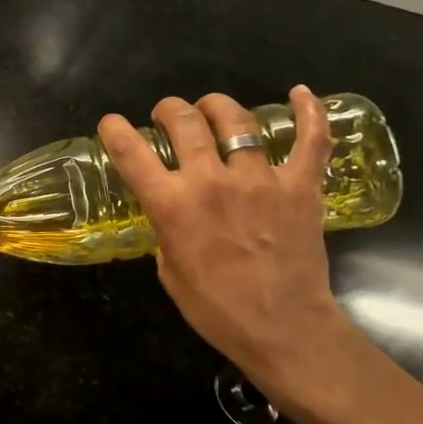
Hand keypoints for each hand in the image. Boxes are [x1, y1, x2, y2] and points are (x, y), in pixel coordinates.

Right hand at [98, 86, 344, 394]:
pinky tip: (300, 93)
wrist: (284, 330)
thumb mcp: (168, 269)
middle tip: (169, 116)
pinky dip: (309, 112)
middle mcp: (210, 182)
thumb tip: (171, 212)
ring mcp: (260, 180)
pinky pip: (311, 140)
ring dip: (217, 107)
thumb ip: (166, 229)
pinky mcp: (300, 187)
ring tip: (212, 109)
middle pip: (184, 120)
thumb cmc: (215, 308)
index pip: (131, 151)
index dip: (114, 129)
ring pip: (237, 120)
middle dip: (169, 109)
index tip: (112, 123)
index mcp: (171, 205)